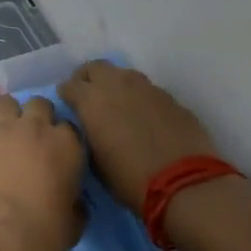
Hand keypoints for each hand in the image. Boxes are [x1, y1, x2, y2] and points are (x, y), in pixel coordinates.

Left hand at [0, 96, 84, 250]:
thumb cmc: (39, 234)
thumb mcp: (74, 224)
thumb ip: (76, 203)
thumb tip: (74, 200)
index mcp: (66, 145)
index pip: (68, 127)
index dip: (60, 138)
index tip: (53, 151)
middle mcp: (35, 125)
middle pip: (39, 105)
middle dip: (35, 117)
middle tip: (27, 138)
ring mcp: (1, 124)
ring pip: (6, 101)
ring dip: (6, 113)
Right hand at [59, 61, 218, 209]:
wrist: (184, 183)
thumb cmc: (129, 178)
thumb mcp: (94, 162)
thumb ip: (87, 135)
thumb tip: (89, 127)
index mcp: (91, 101)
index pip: (68, 85)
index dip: (66, 96)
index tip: (69, 108)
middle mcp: (116, 85)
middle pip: (95, 68)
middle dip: (88, 79)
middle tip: (89, 97)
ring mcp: (146, 88)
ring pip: (123, 74)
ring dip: (115, 85)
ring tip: (118, 105)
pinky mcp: (170, 98)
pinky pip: (147, 90)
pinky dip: (140, 98)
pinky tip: (144, 117)